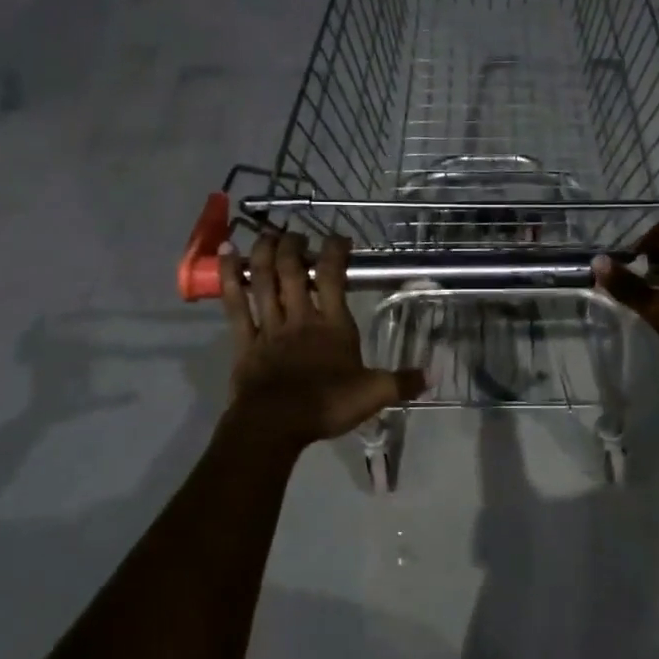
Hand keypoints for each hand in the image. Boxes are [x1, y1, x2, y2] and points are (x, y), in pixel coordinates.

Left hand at [219, 231, 425, 447]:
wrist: (275, 425)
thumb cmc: (326, 405)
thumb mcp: (374, 395)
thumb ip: (402, 382)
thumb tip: (431, 375)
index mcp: (333, 326)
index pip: (334, 278)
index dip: (335, 252)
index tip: (339, 238)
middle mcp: (300, 318)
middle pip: (293, 271)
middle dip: (294, 247)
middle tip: (296, 234)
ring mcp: (269, 327)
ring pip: (264, 280)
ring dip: (264, 253)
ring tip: (267, 234)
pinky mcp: (244, 341)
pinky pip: (235, 303)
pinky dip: (228, 277)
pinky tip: (226, 253)